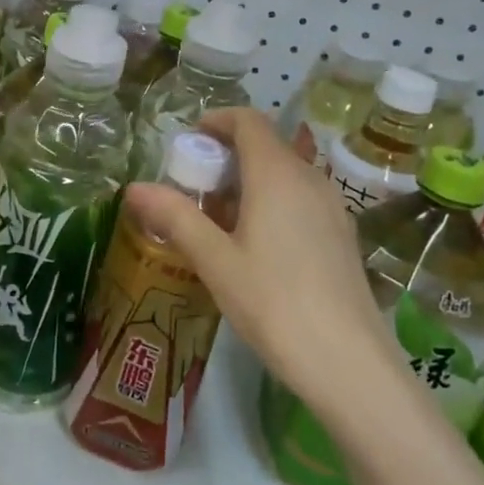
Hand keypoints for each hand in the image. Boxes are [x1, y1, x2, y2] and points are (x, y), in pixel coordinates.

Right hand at [123, 108, 396, 412]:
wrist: (349, 364)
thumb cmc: (274, 304)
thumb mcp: (215, 260)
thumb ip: (175, 217)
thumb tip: (134, 187)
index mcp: (277, 174)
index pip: (248, 120)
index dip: (216, 121)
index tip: (189, 141)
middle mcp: (309, 178)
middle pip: (265, 145)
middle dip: (226, 156)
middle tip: (193, 188)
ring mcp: (332, 206)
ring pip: (284, 173)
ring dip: (249, 180)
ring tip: (219, 219)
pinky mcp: (342, 234)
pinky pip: (301, 197)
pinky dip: (272, 200)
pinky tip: (256, 244)